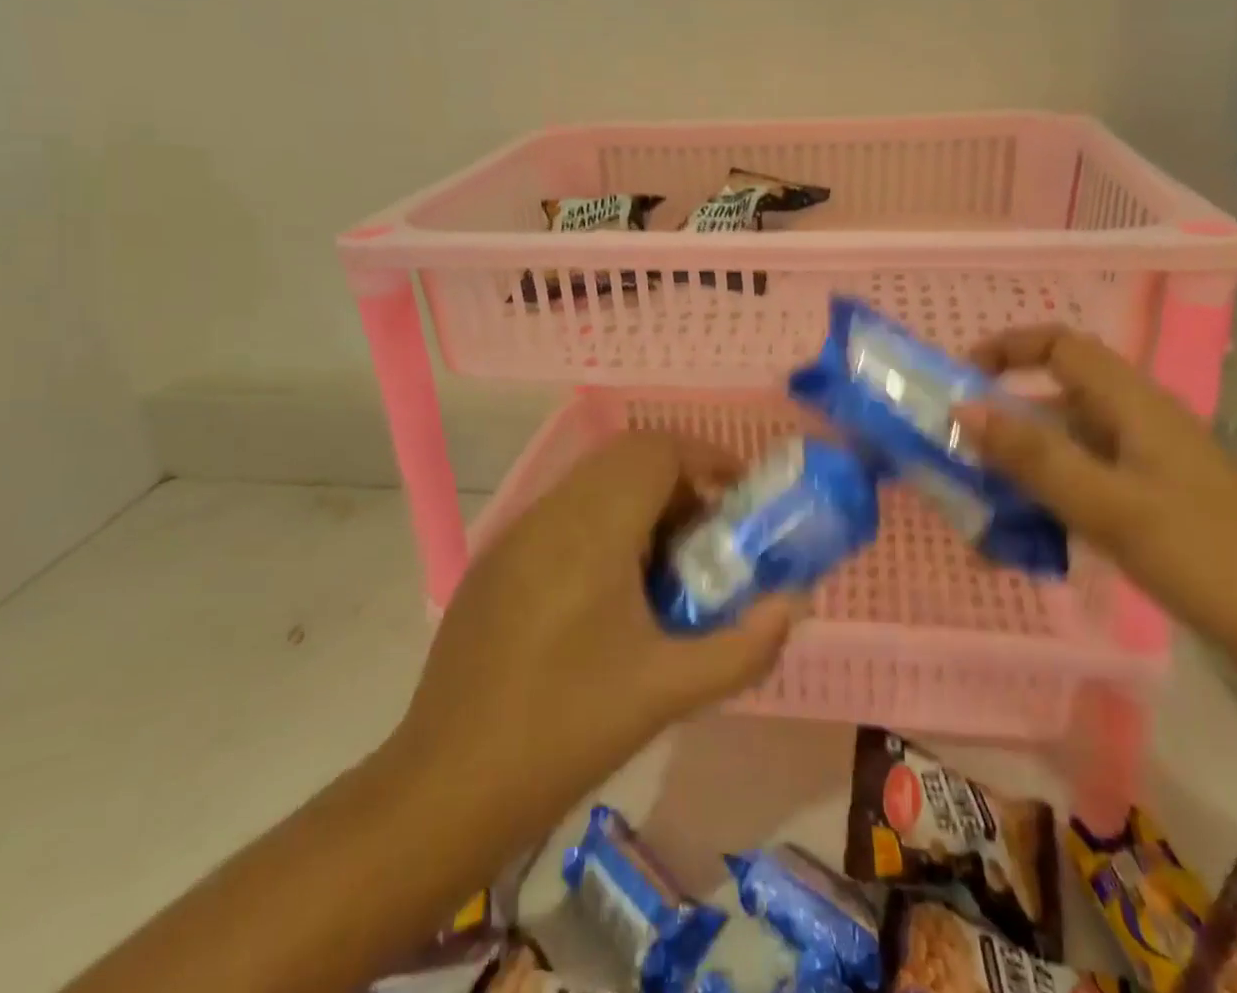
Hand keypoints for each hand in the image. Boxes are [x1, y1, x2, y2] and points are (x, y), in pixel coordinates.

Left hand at [384, 432, 800, 853]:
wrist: (445, 788)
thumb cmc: (565, 732)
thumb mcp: (668, 691)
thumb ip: (743, 646)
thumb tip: (791, 605)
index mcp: (591, 529)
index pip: (655, 450)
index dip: (705, 457)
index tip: (739, 494)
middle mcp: (550, 513)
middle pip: (626, 457)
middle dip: (678, 480)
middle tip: (709, 533)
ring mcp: (515, 534)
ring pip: (593, 482)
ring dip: (640, 502)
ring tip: (666, 566)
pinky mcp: (495, 562)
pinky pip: (563, 514)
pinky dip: (603, 524)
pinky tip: (610, 594)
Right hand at [953, 324, 1236, 603]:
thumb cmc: (1215, 562)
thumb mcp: (1111, 506)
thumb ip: (1034, 457)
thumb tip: (962, 409)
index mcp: (1134, 406)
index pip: (1060, 346)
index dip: (1006, 349)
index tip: (958, 382)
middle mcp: (1139, 427)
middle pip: (1056, 399)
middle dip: (1001, 421)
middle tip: (956, 459)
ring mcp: (1149, 472)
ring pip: (1067, 451)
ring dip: (1020, 472)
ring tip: (980, 516)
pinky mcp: (1156, 512)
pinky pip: (1086, 491)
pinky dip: (1049, 506)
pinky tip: (1028, 548)